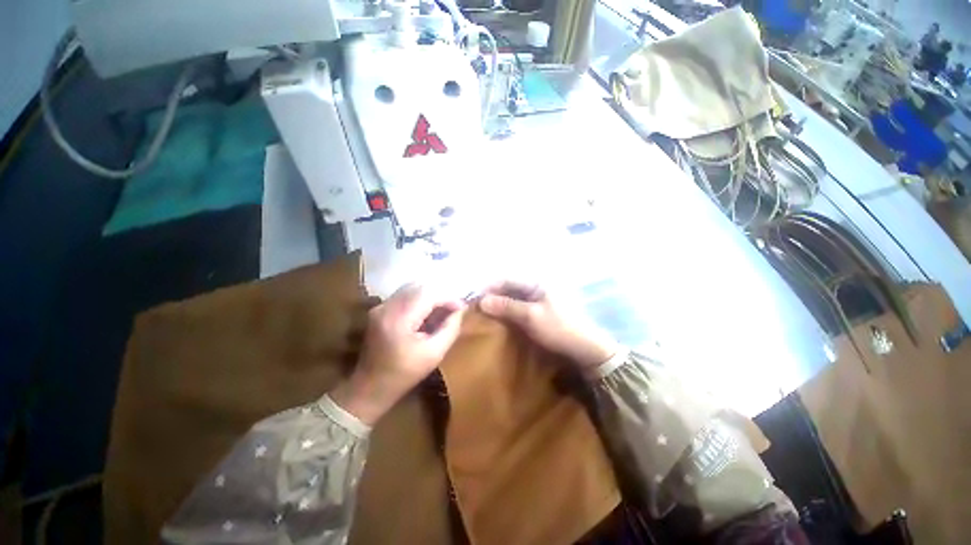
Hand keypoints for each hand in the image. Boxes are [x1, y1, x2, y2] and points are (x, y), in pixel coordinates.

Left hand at [331, 284, 465, 424]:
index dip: (448, 298)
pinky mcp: (379, 309)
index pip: (429, 294)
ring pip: (412, 288)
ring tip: (441, 310)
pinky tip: (426, 313)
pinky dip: (420, 299)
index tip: (462, 308)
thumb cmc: (405, 374)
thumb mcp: (434, 354)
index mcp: (399, 319)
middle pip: (420, 286)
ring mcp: (380, 307)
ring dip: (430, 296)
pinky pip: (404, 295)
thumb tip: (460, 310)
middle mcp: (387, 307)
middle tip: (452, 309)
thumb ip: (450, 329)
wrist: (370, 387)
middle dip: (440, 295)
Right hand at [479, 281, 617, 371]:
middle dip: (493, 296)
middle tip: (477, 308)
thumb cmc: (558, 328)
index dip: (490, 287)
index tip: (475, 298)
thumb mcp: (530, 316)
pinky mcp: (539, 312)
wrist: (584, 348)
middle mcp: (536, 288)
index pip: (507, 279)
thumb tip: (482, 300)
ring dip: (500, 305)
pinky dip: (508, 312)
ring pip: (513, 298)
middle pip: (509, 288)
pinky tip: (500, 319)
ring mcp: (538, 300)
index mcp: (537, 283)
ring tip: (485, 314)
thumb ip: (506, 306)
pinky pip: (519, 308)